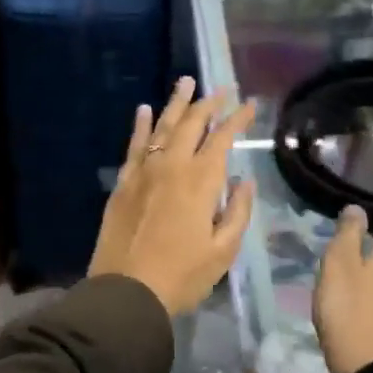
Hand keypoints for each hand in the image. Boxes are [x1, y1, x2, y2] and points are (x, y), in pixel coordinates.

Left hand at [88, 77, 256, 316]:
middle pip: (191, 123)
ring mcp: (144, 171)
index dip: (237, 118)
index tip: (250, 103)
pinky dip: (140, 125)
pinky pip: (134, 145)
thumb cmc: (182, 275)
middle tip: (221, 88)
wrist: (127, 291)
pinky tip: (143, 109)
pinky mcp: (123, 182)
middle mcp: (171, 165)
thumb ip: (237, 211)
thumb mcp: (223, 251)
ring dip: (176, 103)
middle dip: (209, 102)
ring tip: (185, 82)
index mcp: (200, 180)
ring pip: (161, 126)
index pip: (222, 138)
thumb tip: (244, 181)